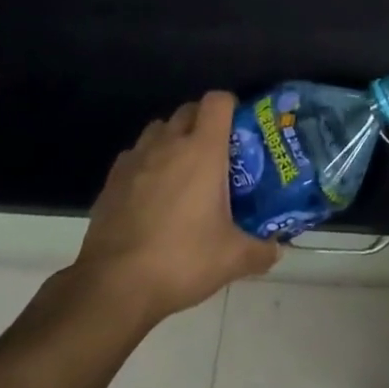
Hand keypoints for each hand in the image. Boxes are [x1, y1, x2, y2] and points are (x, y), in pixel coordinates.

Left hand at [69, 91, 280, 329]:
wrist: (114, 287)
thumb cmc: (181, 259)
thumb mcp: (231, 259)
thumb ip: (260, 251)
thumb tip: (277, 250)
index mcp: (203, 149)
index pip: (218, 101)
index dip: (230, 107)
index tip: (238, 128)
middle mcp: (169, 144)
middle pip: (188, 110)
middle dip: (202, 122)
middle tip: (215, 152)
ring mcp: (136, 160)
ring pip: (158, 129)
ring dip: (172, 139)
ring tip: (182, 169)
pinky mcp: (111, 181)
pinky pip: (134, 155)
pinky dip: (145, 163)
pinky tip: (150, 192)